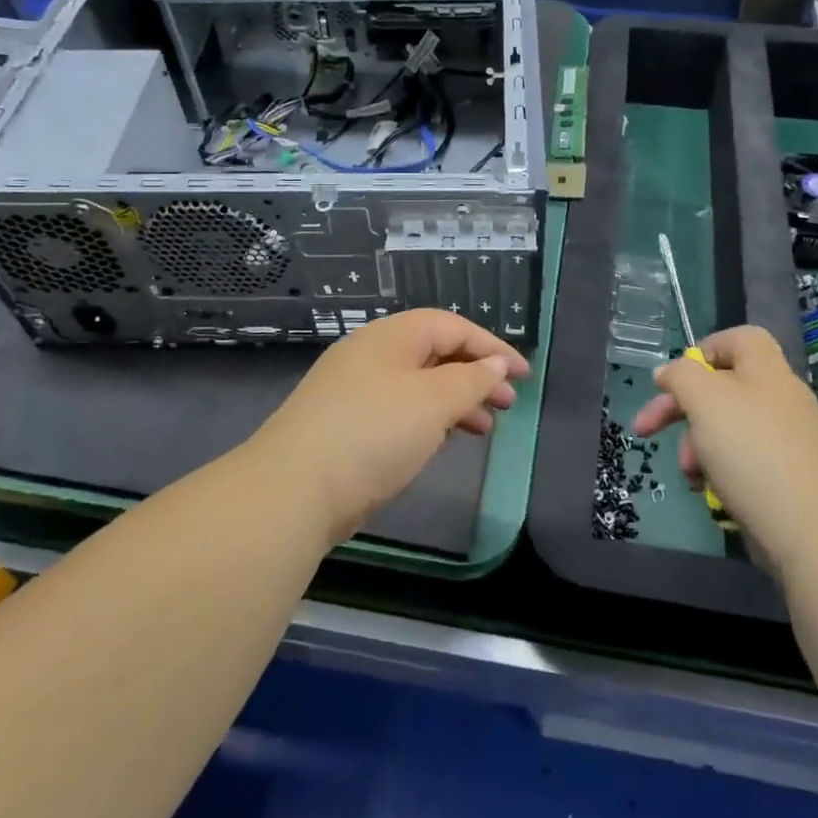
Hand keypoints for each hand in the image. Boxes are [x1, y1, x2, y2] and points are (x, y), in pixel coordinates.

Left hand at [249, 309, 529, 543]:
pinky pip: (400, 410)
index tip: (523, 375)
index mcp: (391, 336)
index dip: (492, 348)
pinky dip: (429, 419)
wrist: (294, 490)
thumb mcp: (433, 402)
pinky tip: (443, 439)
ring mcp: (355, 390)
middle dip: (476, 375)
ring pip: (419, 384)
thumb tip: (494, 365)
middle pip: (436, 353)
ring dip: (456, 400)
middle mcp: (372, 355)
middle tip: (508, 403)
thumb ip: (471, 380)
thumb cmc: (373, 433)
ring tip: (485, 426)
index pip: (452, 327)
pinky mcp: (346, 424)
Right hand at [633, 325, 817, 571]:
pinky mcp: (786, 478)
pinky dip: (720, 472)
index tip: (674, 378)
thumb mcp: (705, 400)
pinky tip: (710, 492)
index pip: (739, 339)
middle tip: (644, 429)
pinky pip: (742, 462)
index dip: (704, 350)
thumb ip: (680, 376)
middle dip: (679, 408)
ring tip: (689, 473)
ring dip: (696, 446)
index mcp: (766, 371)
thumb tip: (667, 372)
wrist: (811, 531)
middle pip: (721, 387)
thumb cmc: (752, 452)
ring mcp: (786, 440)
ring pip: (726, 429)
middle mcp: (779, 399)